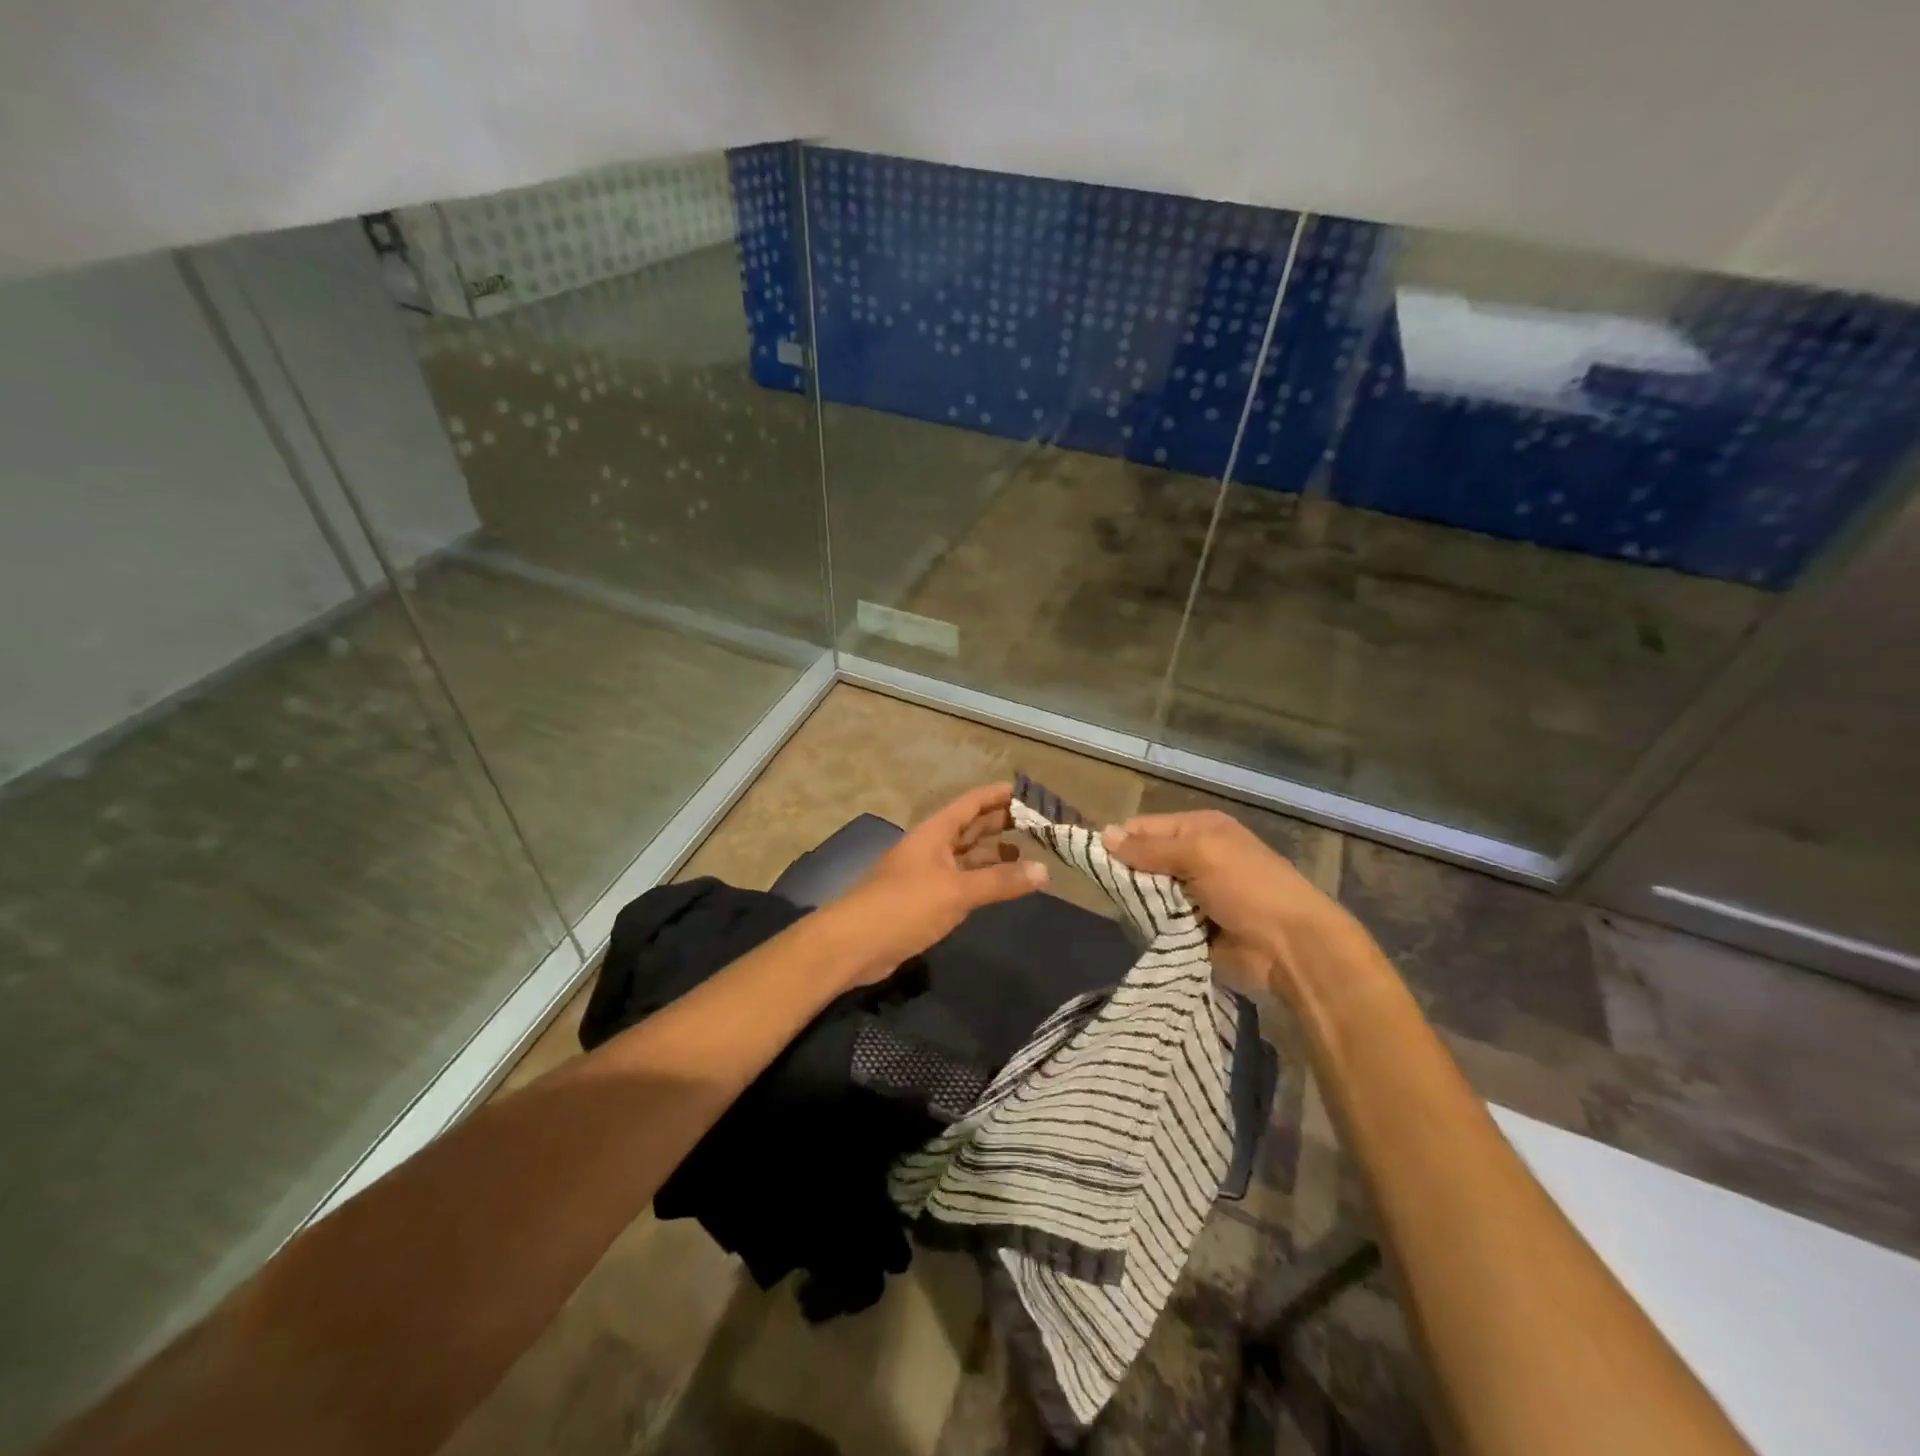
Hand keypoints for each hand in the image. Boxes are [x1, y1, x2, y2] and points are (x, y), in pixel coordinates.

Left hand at [826, 783, 1048, 987]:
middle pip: (969, 828)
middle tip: (1037, 824)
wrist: (854, 944)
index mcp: (934, 832)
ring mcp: (925, 874)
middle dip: (1000, 824)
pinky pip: (959, 881)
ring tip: (1026, 856)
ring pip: (965, 857)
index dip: (997, 795)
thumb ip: (1000, 881)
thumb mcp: (957, 891)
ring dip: (992, 855)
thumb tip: (1045, 870)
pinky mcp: (923, 900)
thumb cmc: (905, 906)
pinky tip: (998, 887)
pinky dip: (980, 880)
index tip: (1027, 792)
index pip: (971, 803)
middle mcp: (930, 847)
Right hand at [1102, 809, 1348, 998]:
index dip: (1119, 839)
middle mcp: (1195, 857)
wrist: (1290, 948)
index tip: (1091, 857)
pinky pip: (1158, 921)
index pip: (1145, 827)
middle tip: (1103, 888)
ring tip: (1119, 909)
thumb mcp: (1199, 855)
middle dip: (1125, 873)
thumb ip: (1150, 849)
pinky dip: (1147, 924)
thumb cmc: (1247, 887)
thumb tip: (1104, 836)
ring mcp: (1194, 895)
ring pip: (1148, 892)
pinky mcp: (1192, 928)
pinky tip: (1134, 928)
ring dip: (1136, 901)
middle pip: (1144, 860)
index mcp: (1200, 829)